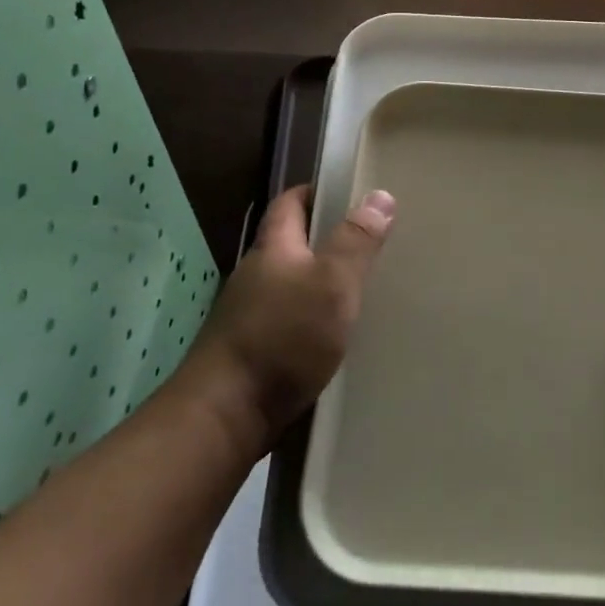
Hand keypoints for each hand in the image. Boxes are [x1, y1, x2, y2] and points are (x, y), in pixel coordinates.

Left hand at [189, 185, 394, 446]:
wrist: (225, 415)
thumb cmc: (282, 338)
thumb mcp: (331, 284)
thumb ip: (355, 242)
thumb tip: (379, 195)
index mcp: (273, 249)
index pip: (289, 204)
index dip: (314, 192)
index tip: (348, 190)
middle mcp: (257, 276)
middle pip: (291, 244)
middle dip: (326, 238)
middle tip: (371, 240)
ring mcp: (250, 316)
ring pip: (292, 286)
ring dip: (321, 282)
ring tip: (363, 287)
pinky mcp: (253, 353)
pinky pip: (290, 322)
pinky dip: (314, 319)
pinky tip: (338, 335)